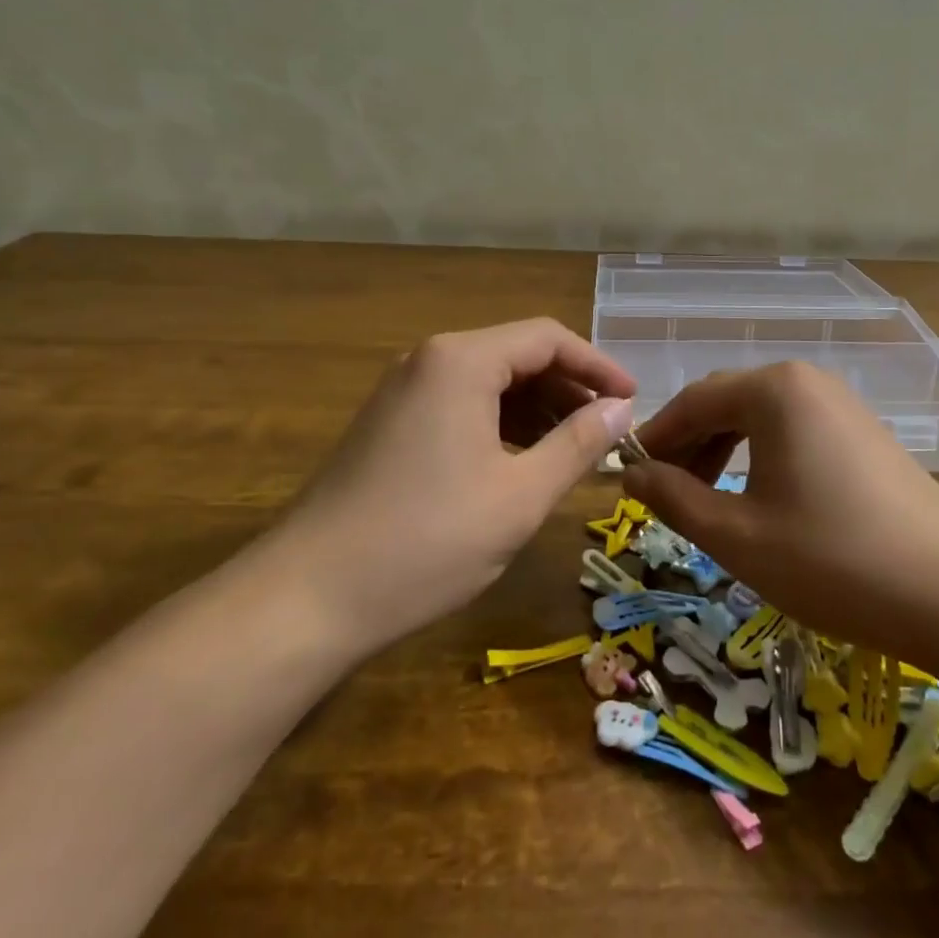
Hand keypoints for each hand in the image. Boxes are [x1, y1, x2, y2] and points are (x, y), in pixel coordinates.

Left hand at [260, 318, 636, 662]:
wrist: (305, 598)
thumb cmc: (425, 541)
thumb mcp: (520, 496)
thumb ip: (577, 443)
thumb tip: (621, 409)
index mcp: (462, 360)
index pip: (547, 338)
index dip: (597, 366)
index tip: (633, 401)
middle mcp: (430, 359)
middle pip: (518, 354)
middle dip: (569, 388)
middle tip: (609, 429)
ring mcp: (404, 391)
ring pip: (490, 381)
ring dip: (538, 407)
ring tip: (574, 448)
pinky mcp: (390, 423)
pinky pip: (462, 404)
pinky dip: (501, 423)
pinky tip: (522, 460)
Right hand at [624, 362, 938, 660]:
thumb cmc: (832, 559)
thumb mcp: (737, 536)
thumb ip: (673, 498)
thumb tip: (631, 474)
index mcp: (774, 389)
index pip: (693, 400)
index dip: (655, 438)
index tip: (626, 475)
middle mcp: (807, 381)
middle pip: (727, 402)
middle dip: (688, 445)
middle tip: (662, 493)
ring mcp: (842, 404)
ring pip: (761, 418)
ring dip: (722, 451)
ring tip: (704, 500)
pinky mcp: (864, 433)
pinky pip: (794, 431)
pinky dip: (761, 457)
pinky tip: (757, 498)